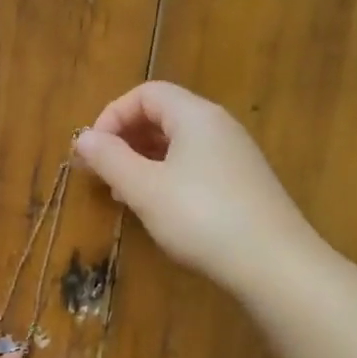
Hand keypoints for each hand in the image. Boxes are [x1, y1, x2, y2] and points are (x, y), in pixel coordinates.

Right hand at [74, 81, 316, 295]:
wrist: (274, 263)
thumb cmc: (201, 218)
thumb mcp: (145, 189)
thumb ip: (110, 159)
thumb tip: (83, 137)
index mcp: (195, 116)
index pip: (147, 93)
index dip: (112, 115)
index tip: (92, 151)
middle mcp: (219, 126)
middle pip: (163, 115)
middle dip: (126, 139)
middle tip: (102, 173)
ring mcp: (235, 155)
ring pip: (179, 144)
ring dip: (144, 161)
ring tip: (124, 193)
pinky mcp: (243, 184)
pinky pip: (195, 166)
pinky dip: (168, 177)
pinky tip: (158, 208)